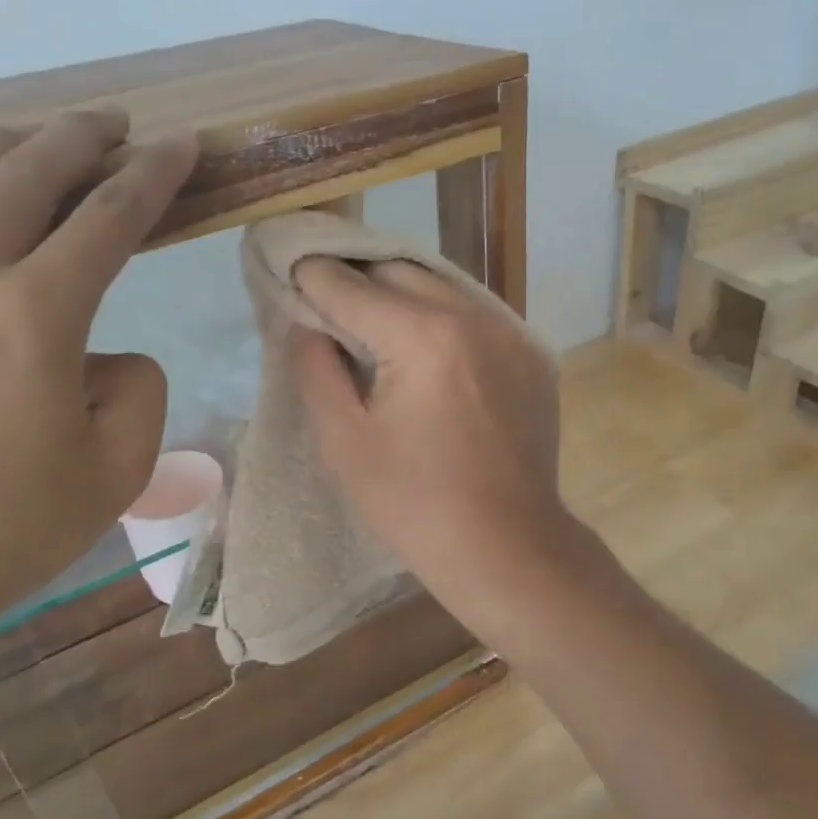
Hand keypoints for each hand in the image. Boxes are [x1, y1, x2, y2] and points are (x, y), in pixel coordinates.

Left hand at [0, 110, 196, 708]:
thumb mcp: (115, 473)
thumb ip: (138, 391)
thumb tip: (103, 354)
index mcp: (35, 317)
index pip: (111, 217)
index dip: (155, 175)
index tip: (180, 146)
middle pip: (28, 171)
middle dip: (83, 138)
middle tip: (114, 126)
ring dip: (3, 146)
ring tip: (33, 144)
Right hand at [289, 259, 576, 640]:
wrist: (509, 548)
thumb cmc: (416, 505)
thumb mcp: (345, 441)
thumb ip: (315, 368)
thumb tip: (303, 321)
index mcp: (422, 336)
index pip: (349, 285)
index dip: (310, 277)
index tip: (285, 274)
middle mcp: (472, 316)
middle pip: (396, 271)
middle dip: (354, 279)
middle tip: (325, 305)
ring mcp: (511, 331)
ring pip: (439, 285)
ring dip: (398, 293)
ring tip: (370, 324)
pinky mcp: (532, 353)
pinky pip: (474, 313)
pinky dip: (440, 317)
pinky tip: (424, 350)